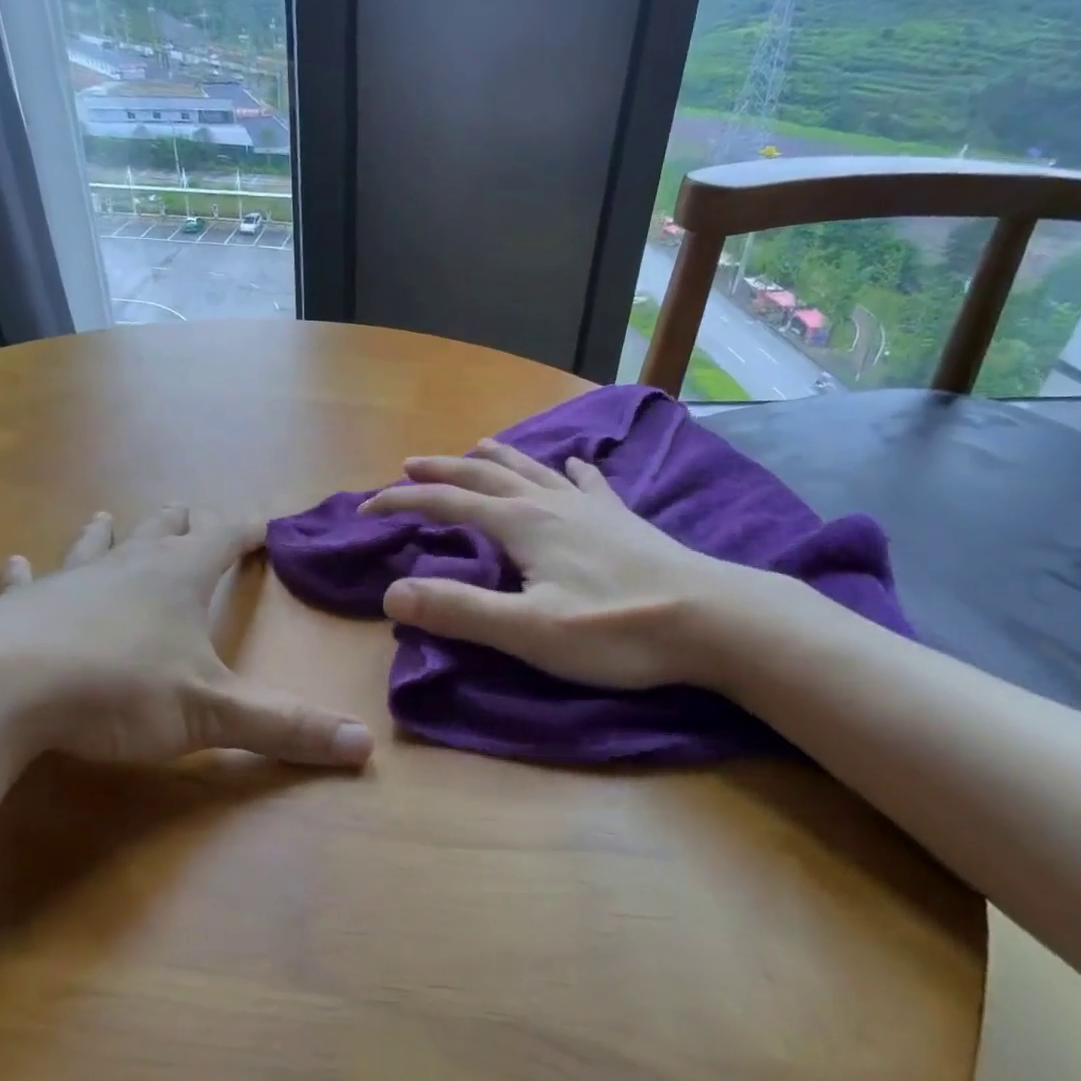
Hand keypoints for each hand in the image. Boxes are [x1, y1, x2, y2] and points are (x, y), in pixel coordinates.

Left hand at [0, 505, 373, 771]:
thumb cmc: (118, 689)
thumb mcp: (212, 712)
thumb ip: (285, 728)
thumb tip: (364, 748)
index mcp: (179, 578)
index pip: (226, 540)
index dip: (249, 530)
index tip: (267, 520)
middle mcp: (127, 567)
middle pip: (163, 533)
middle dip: (184, 524)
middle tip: (192, 512)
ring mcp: (68, 583)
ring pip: (96, 547)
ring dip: (109, 533)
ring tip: (107, 515)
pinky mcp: (16, 608)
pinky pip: (26, 583)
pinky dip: (26, 575)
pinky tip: (15, 564)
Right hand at [361, 439, 794, 689]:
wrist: (712, 619)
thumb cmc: (616, 630)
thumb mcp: (529, 630)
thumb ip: (459, 610)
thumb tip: (391, 594)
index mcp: (523, 524)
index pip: (447, 505)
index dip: (403, 504)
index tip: (367, 510)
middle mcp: (551, 502)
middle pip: (485, 476)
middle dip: (442, 471)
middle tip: (409, 466)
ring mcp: (591, 506)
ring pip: (532, 470)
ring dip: (496, 459)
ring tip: (476, 449)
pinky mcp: (622, 519)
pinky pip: (588, 483)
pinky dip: (569, 471)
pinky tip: (573, 465)